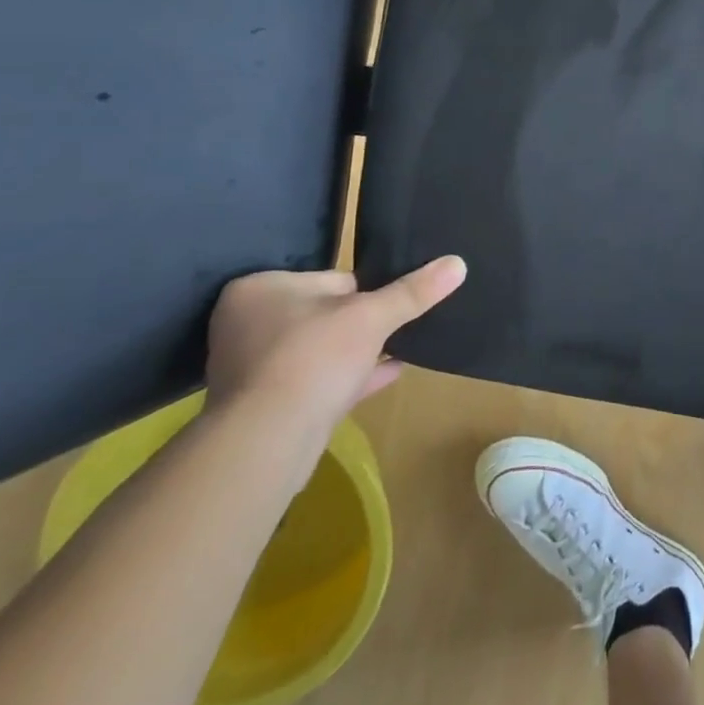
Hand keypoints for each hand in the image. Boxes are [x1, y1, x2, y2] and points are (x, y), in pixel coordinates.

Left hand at [204, 257, 467, 441]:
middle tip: (398, 328)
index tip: (388, 307)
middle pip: (325, 314)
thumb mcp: (373, 316)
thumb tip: (458, 263)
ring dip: (357, 353)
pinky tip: (391, 373)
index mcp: (259, 289)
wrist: (268, 442)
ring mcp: (251, 368)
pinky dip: (350, 378)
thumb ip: (413, 291)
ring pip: (320, 350)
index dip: (366, 293)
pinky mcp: (262, 406)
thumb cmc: (313, 358)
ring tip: (401, 348)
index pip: (331, 279)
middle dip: (360, 324)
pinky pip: (316, 382)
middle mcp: (246, 324)